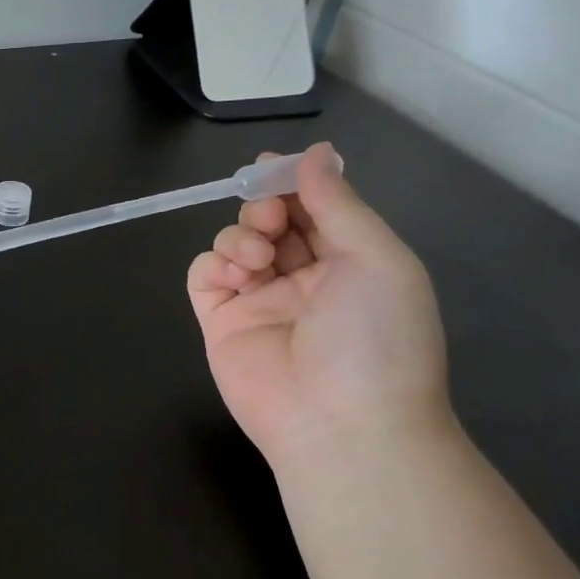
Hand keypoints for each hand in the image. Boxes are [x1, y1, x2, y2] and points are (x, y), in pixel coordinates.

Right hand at [187, 143, 449, 462]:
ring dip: (241, 235)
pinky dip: (213, 264)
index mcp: (350, 263)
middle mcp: (303, 278)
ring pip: (234, 242)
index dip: (294, 183)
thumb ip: (338, 203)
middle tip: (270, 216)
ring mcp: (258, 301)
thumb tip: (316, 153)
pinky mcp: (221, 321)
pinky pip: (204, 276)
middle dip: (265, 206)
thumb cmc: (375, 337)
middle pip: (271, 220)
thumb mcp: (375, 258)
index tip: (272, 165)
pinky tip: (233, 275)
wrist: (342, 425)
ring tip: (257, 259)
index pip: (315, 209)